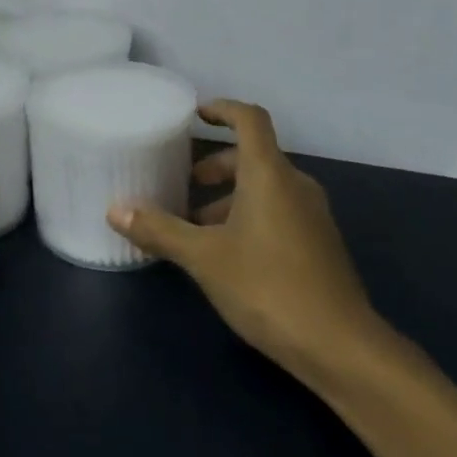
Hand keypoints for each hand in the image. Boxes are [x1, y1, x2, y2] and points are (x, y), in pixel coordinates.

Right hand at [107, 100, 388, 385]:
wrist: (341, 347)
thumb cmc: (268, 287)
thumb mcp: (204, 258)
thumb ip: (160, 230)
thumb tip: (115, 210)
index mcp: (269, 174)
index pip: (250, 119)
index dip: (222, 109)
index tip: (195, 116)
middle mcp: (295, 185)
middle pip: (253, 156)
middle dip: (216, 166)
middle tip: (184, 184)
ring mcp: (312, 216)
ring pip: (265, 188)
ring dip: (229, 197)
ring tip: (195, 227)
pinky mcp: (319, 245)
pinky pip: (278, 211)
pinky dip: (249, 216)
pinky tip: (227, 254)